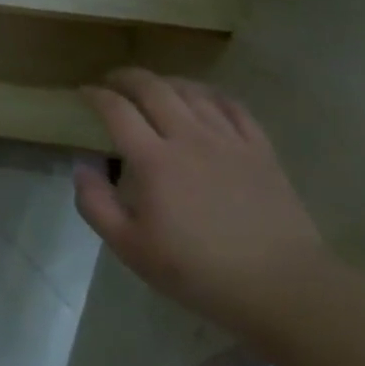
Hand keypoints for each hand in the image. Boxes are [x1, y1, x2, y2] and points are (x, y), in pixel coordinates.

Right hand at [72, 68, 327, 338]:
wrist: (282, 288)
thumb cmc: (199, 272)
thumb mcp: (131, 249)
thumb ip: (96, 204)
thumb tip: (82, 166)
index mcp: (154, 160)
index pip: (116, 109)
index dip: (95, 95)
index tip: (84, 93)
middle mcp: (188, 138)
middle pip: (152, 88)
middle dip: (126, 77)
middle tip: (113, 81)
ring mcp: (228, 140)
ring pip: (191, 91)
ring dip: (165, 82)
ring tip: (153, 87)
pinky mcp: (260, 149)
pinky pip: (232, 106)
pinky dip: (209, 94)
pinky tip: (202, 99)